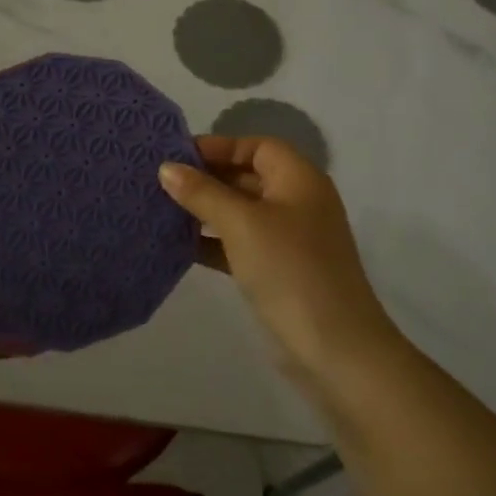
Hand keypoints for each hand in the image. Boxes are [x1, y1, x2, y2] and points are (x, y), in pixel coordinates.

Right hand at [159, 136, 402, 393]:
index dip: (218, 146)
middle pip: (248, 176)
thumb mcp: (242, 224)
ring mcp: (290, 239)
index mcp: (299, 179)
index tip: (176, 156)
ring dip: (206, 211)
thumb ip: (203, 193)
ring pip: (241, 212)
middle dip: (207, 178)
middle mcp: (298, 202)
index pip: (256, 146)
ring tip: (162, 210)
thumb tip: (167, 168)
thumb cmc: (289, 270)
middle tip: (161, 183)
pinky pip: (241, 244)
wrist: (335, 349)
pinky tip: (179, 246)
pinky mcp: (279, 271)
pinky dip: (214, 242)